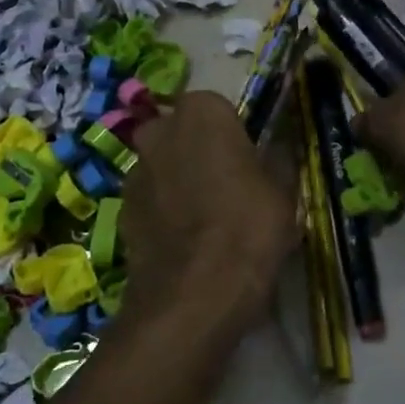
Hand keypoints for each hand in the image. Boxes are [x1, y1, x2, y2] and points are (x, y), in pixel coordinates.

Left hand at [121, 92, 295, 345]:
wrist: (193, 296)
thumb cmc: (249, 227)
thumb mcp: (284, 190)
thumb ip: (279, 157)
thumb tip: (279, 144)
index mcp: (202, 112)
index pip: (218, 107)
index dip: (234, 134)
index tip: (250, 160)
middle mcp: (160, 131)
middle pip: (182, 133)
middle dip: (199, 151)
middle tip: (228, 185)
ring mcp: (135, 171)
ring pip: (162, 166)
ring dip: (179, 180)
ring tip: (207, 219)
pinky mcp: (121, 211)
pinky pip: (150, 200)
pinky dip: (164, 212)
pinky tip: (186, 242)